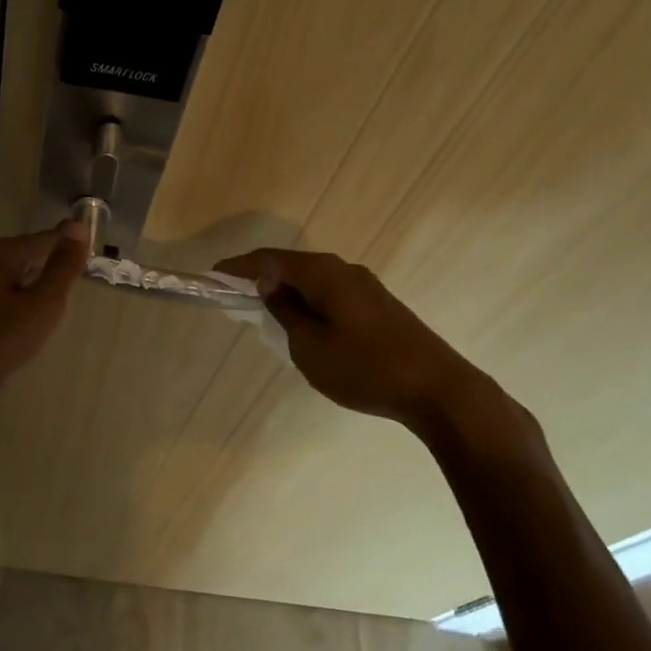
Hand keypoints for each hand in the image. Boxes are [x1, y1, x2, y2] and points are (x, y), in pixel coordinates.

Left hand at [0, 223, 90, 420]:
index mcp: (1, 255)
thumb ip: (61, 269)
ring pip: (8, 284)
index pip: (47, 239)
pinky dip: (12, 314)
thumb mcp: (39, 307)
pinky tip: (17, 336)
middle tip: (78, 287)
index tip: (94, 259)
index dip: (71, 248)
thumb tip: (78, 226)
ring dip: (30, 294)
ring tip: (53, 314)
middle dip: (50, 269)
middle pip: (25, 258)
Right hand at [214, 247, 539, 452]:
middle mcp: (345, 270)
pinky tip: (302, 321)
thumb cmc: (366, 368)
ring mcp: (366, 287)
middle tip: (233, 292)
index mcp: (324, 274)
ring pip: (313, 280)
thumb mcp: (311, 346)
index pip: (270, 260)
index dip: (239, 267)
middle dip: (261, 276)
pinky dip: (308, 301)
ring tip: (262, 308)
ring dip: (286, 290)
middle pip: (292, 265)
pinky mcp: (379, 305)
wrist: (439, 390)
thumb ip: (285, 312)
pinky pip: (331, 293)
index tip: (212, 275)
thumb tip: (269, 286)